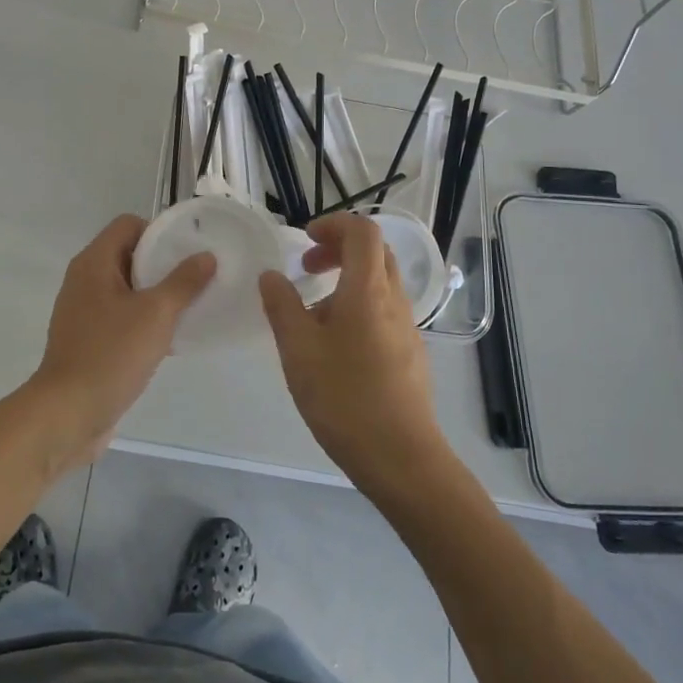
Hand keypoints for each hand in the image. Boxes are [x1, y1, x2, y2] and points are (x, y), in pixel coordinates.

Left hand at [28, 214, 214, 469]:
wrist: (68, 413)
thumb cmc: (111, 354)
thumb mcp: (156, 314)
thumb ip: (183, 282)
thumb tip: (205, 256)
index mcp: (94, 263)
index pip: (129, 225)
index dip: (159, 232)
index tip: (188, 251)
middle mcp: (85, 281)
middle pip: (129, 255)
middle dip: (163, 265)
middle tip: (197, 278)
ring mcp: (84, 312)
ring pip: (127, 289)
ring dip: (157, 295)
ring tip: (190, 308)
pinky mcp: (89, 340)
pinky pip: (121, 317)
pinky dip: (144, 320)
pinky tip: (171, 338)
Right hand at [259, 213, 447, 489]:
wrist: (402, 458)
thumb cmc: (344, 398)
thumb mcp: (298, 350)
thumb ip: (281, 306)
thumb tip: (271, 275)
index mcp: (367, 290)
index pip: (362, 231)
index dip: (333, 224)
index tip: (304, 240)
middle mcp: (394, 300)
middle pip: (374, 253)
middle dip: (339, 249)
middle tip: (307, 269)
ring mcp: (407, 328)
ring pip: (380, 283)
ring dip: (347, 281)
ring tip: (313, 314)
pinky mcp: (411, 354)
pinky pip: (385, 312)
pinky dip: (359, 307)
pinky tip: (336, 347)